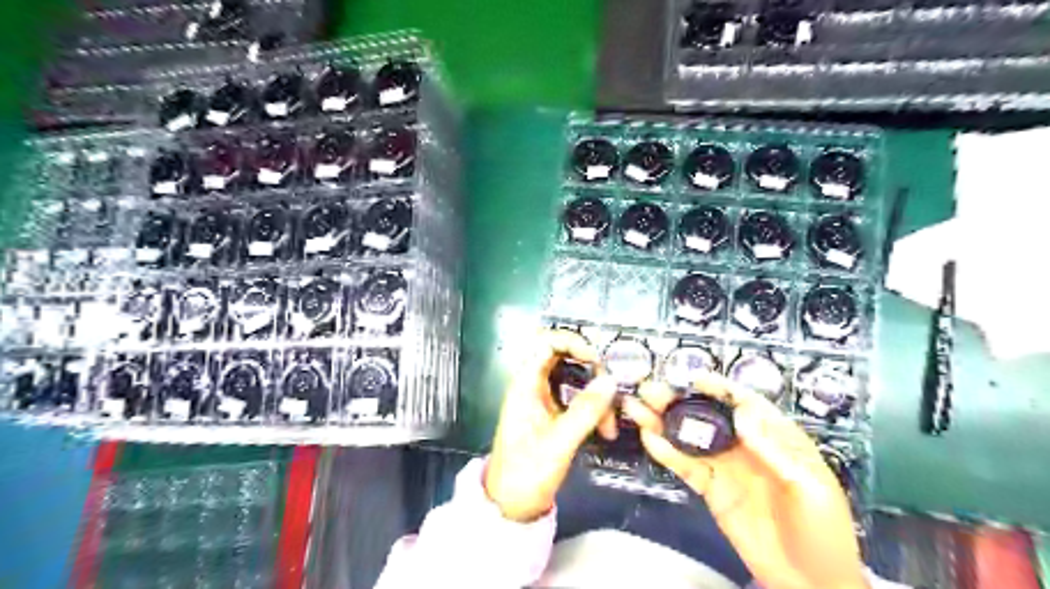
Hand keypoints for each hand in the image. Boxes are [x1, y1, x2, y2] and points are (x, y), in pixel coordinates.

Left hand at [487, 330, 622, 522]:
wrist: (511, 505)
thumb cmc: (526, 472)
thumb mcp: (559, 442)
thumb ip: (585, 410)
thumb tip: (610, 380)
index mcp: (526, 384)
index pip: (546, 342)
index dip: (573, 342)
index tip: (596, 360)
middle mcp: (534, 385)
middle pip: (565, 358)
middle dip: (592, 371)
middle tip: (611, 391)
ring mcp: (543, 399)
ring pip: (575, 379)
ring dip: (596, 395)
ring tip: (610, 422)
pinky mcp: (553, 413)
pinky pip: (576, 398)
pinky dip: (592, 407)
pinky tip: (605, 427)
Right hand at [621, 373, 868, 588]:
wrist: (810, 582)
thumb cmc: (822, 531)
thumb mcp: (811, 488)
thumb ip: (776, 451)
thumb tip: (742, 414)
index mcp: (775, 439)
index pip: (746, 404)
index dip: (721, 389)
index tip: (695, 379)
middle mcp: (745, 446)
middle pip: (709, 417)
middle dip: (680, 401)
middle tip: (651, 389)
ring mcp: (725, 467)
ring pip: (690, 437)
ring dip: (664, 421)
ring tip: (636, 406)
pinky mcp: (710, 489)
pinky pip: (686, 466)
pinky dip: (666, 452)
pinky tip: (649, 438)